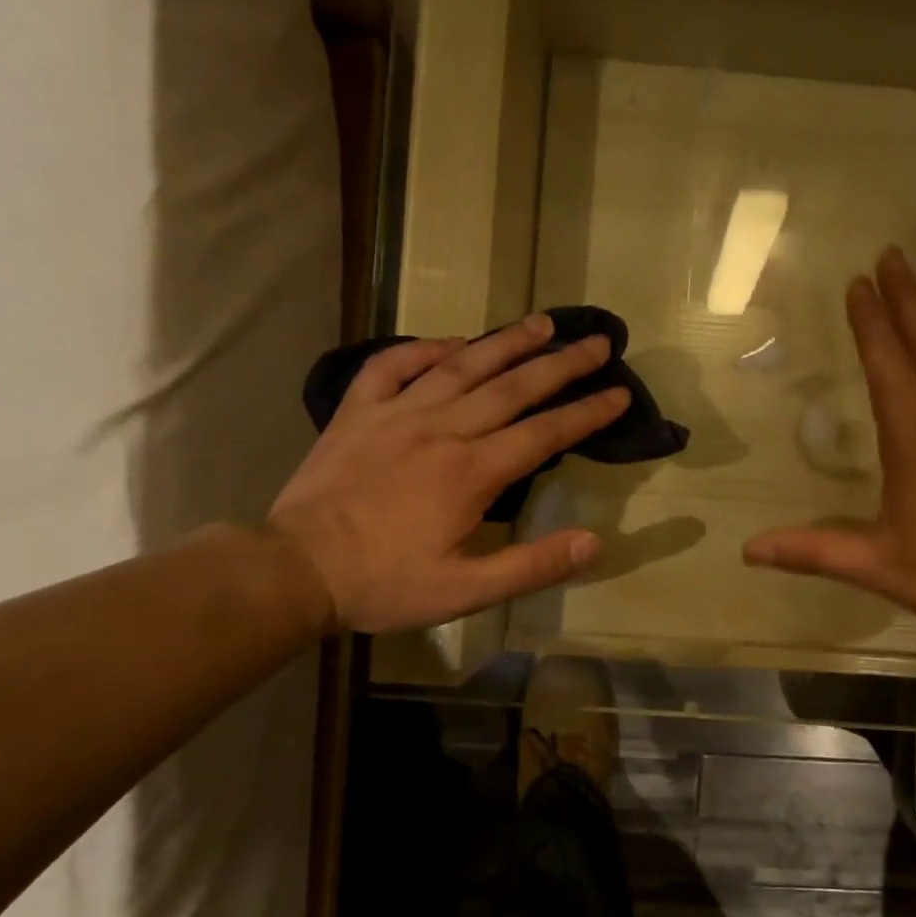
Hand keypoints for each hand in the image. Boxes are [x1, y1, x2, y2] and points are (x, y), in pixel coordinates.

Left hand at [267, 315, 628, 632]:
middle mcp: (441, 429)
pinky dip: (425, 348)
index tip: (620, 392)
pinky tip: (451, 343)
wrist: (295, 569)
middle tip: (597, 341)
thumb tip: (594, 542)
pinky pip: (393, 365)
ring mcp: (396, 414)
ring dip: (506, 342)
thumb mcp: (465, 593)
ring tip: (541, 323)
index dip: (586, 413)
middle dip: (561, 364)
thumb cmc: (384, 584)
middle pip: (512, 387)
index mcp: (471, 472)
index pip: (544, 434)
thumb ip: (531, 566)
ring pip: (461, 366)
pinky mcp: (357, 412)